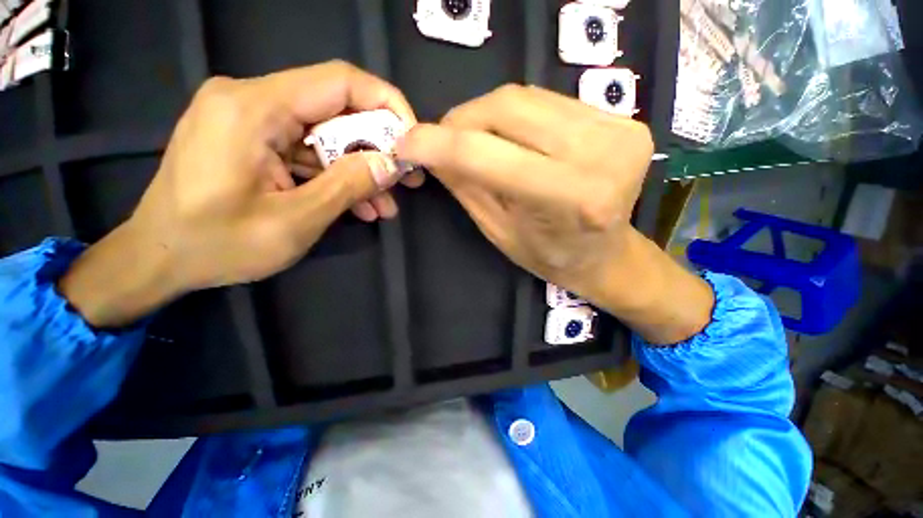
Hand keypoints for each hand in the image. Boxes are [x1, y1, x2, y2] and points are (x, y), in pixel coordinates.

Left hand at [60, 61, 417, 327]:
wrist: (158, 259)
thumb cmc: (217, 245)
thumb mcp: (295, 221)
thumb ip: (348, 186)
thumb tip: (392, 165)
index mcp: (253, 108)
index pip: (339, 82)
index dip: (386, 105)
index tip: (412, 141)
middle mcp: (250, 99)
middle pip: (335, 110)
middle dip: (377, 148)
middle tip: (405, 180)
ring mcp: (250, 119)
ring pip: (325, 136)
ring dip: (359, 170)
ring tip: (385, 205)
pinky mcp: (252, 140)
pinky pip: (307, 151)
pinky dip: (336, 176)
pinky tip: (359, 206)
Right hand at [396, 85, 651, 295]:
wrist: (605, 254)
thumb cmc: (549, 255)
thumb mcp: (499, 230)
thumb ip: (466, 186)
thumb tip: (430, 149)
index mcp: (569, 198)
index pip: (489, 155)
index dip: (440, 144)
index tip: (407, 141)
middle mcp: (600, 156)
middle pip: (510, 108)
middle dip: (463, 119)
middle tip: (445, 139)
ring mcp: (618, 131)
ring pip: (528, 97)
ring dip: (488, 115)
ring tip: (477, 139)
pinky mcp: (624, 120)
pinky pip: (550, 102)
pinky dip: (519, 116)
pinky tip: (514, 137)